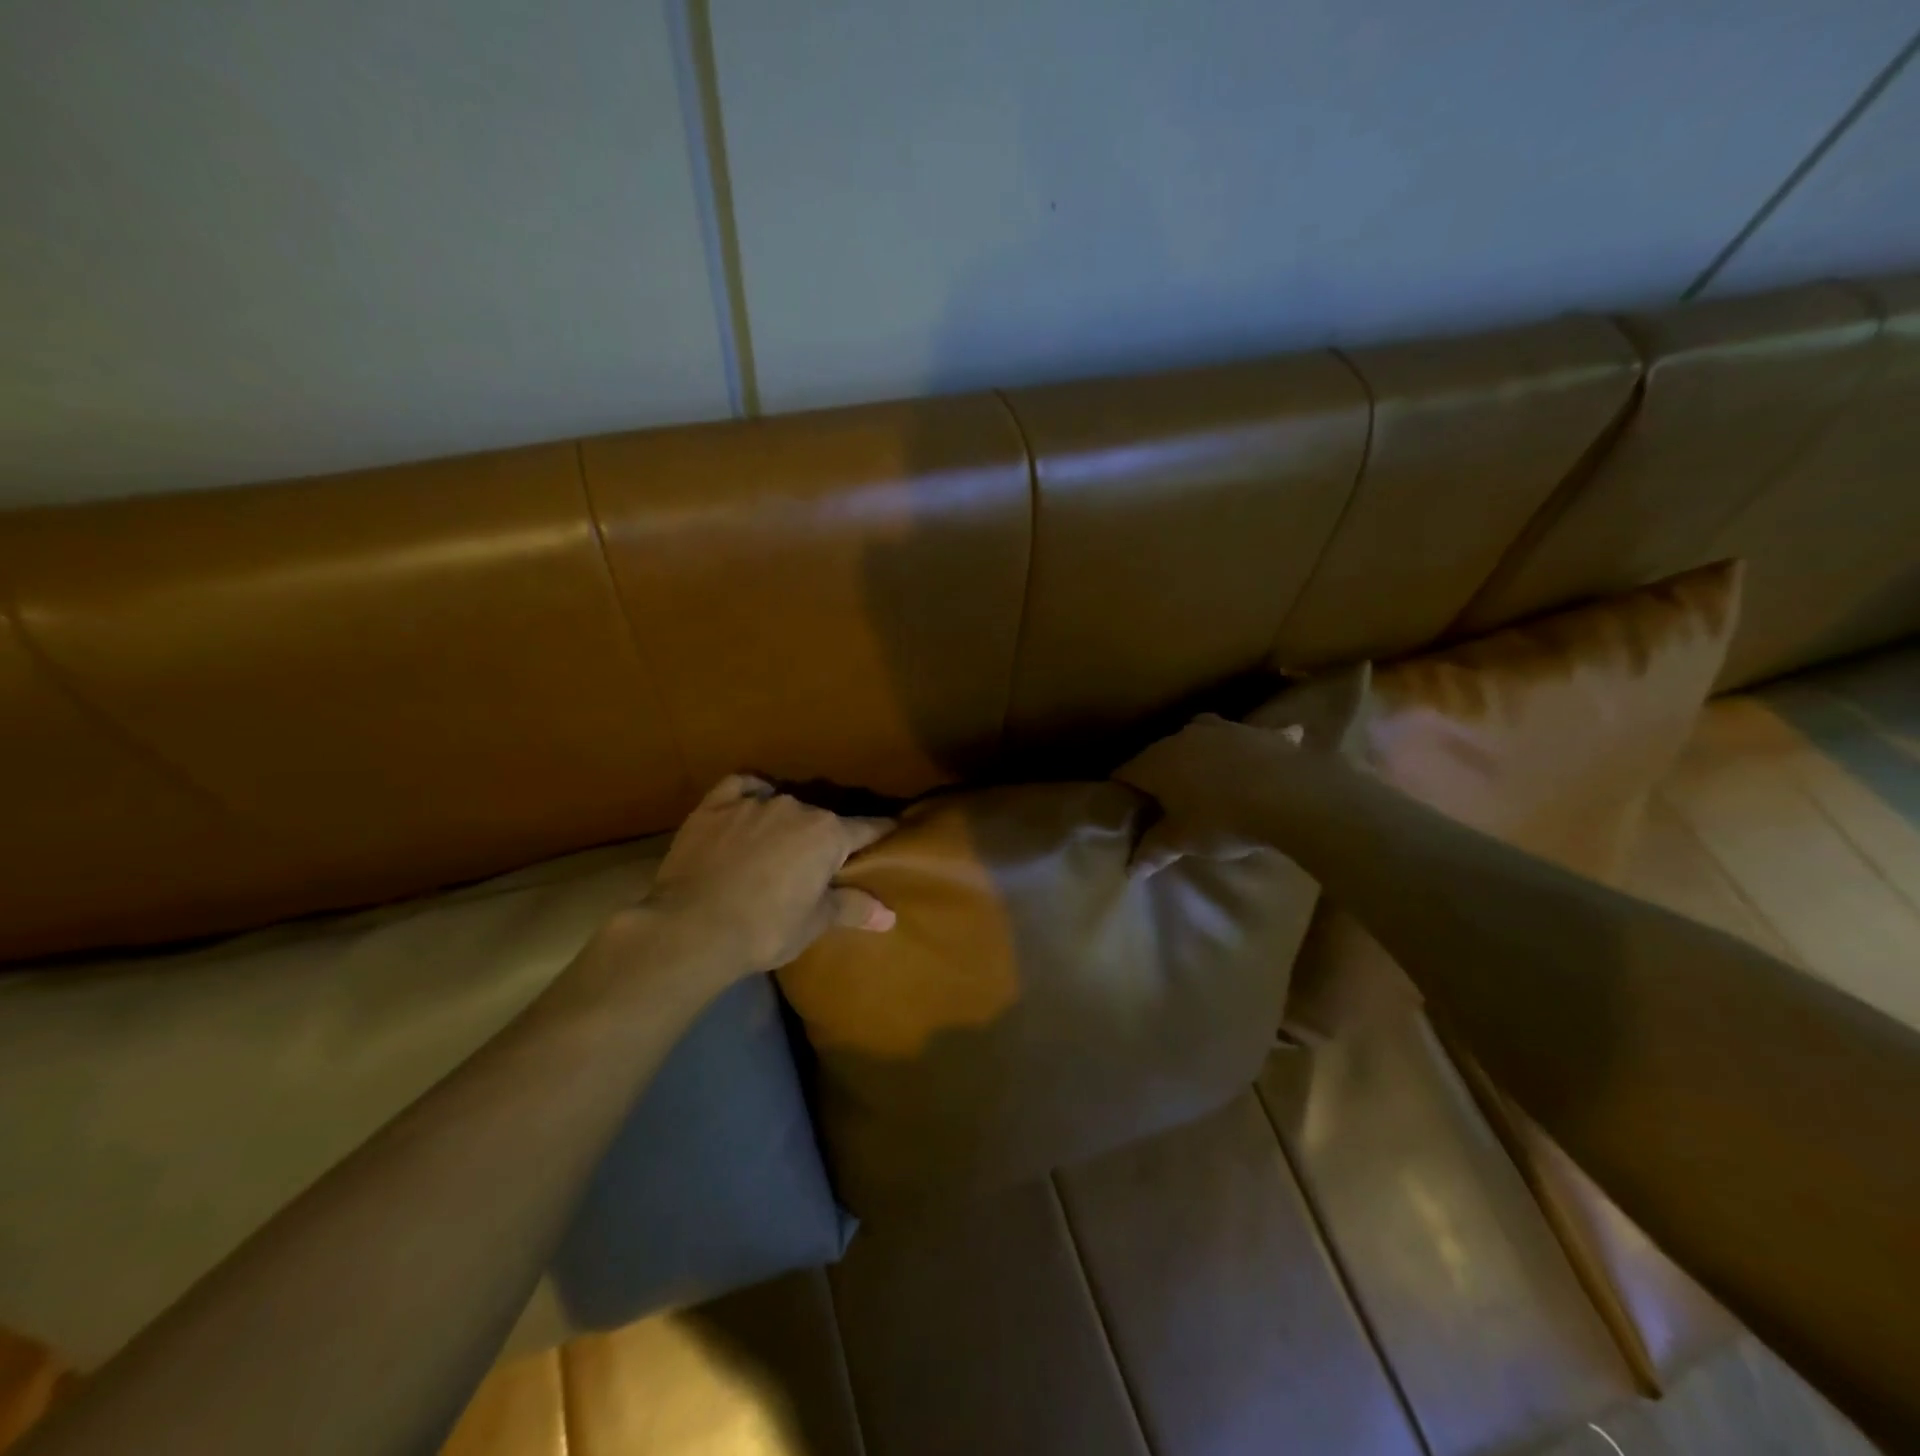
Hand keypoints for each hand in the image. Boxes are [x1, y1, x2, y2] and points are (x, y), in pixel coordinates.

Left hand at [640, 774, 895, 977]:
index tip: (892, 830)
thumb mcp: (815, 923)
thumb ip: (853, 908)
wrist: (692, 927)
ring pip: (781, 803)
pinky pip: (740, 787)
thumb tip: (890, 915)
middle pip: (820, 818)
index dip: (880, 832)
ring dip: (785, 821)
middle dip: (823, 835)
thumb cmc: (766, 928)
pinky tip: (747, 805)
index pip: (866, 828)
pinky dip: (749, 794)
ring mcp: (752, 802)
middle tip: (817, 861)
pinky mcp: (714, 806)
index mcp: (827, 833)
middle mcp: (795, 807)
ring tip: (777, 844)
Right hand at [1118, 714, 1310, 865]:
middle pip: (1160, 754)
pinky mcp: (1259, 732)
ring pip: (1201, 736)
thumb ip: (1154, 850)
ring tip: (1209, 776)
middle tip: (1167, 802)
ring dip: (1201, 753)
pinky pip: (1250, 736)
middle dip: (1159, 774)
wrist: (1291, 798)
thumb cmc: (1223, 820)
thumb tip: (1130, 869)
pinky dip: (1254, 745)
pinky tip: (1265, 752)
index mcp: (1156, 762)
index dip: (1123, 793)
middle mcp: (1183, 737)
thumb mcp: (1184, 841)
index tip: (1130, 812)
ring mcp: (1223, 729)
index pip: (1124, 773)